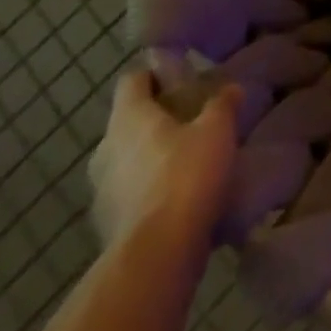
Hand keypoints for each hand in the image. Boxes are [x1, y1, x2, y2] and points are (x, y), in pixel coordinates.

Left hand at [87, 69, 242, 255]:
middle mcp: (105, 149)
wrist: (157, 257)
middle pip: (129, 122)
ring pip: (127, 160)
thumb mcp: (217, 129)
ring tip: (188, 161)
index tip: (182, 78)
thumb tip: (230, 89)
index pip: (133, 79)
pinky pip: (129, 196)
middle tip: (192, 120)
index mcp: (128, 117)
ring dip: (151, 158)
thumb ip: (222, 104)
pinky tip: (178, 199)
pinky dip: (149, 192)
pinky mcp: (106, 228)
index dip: (156, 74)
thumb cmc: (185, 175)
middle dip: (156, 119)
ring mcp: (100, 192)